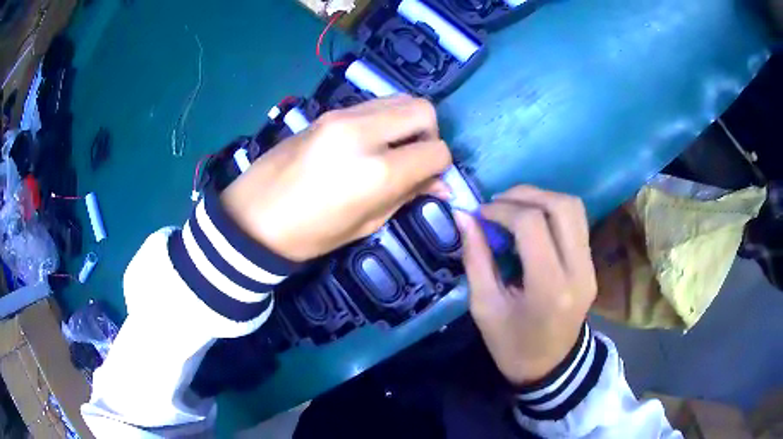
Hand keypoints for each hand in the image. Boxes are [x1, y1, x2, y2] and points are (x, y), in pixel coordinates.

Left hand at [221, 95, 451, 261]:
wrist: (253, 216)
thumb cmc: (309, 234)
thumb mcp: (365, 224)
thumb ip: (406, 196)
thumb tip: (440, 184)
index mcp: (376, 171)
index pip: (435, 151)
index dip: (440, 166)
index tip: (430, 179)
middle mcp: (364, 132)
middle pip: (423, 110)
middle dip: (429, 133)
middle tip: (414, 158)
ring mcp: (342, 116)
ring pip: (399, 99)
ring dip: (406, 122)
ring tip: (392, 148)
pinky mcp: (328, 112)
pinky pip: (372, 104)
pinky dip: (384, 118)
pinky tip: (369, 142)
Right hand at [455, 186, 596, 385]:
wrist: (550, 367)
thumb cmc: (511, 345)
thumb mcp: (485, 307)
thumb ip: (476, 258)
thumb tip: (464, 216)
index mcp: (549, 288)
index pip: (532, 225)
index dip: (502, 210)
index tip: (480, 214)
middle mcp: (578, 271)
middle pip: (561, 207)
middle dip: (525, 195)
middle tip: (497, 203)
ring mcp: (590, 267)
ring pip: (574, 208)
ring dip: (542, 198)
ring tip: (514, 207)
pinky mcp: (592, 265)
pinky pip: (577, 222)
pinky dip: (553, 211)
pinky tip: (532, 221)